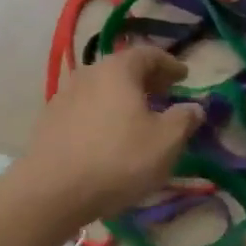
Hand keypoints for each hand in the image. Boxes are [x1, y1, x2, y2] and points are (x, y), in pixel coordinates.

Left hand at [19, 47, 201, 227]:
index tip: (184, 76)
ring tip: (137, 116)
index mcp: (118, 69)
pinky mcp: (50, 119)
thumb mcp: (165, 142)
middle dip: (147, 79)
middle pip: (123, 68)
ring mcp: (65, 95)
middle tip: (164, 93)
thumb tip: (195, 108)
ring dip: (122, 96)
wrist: (51, 191)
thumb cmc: (117, 159)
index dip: (170, 64)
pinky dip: (103, 112)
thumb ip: (184, 119)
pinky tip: (108, 134)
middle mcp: (89, 72)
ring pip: (102, 87)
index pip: (149, 54)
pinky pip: (85, 107)